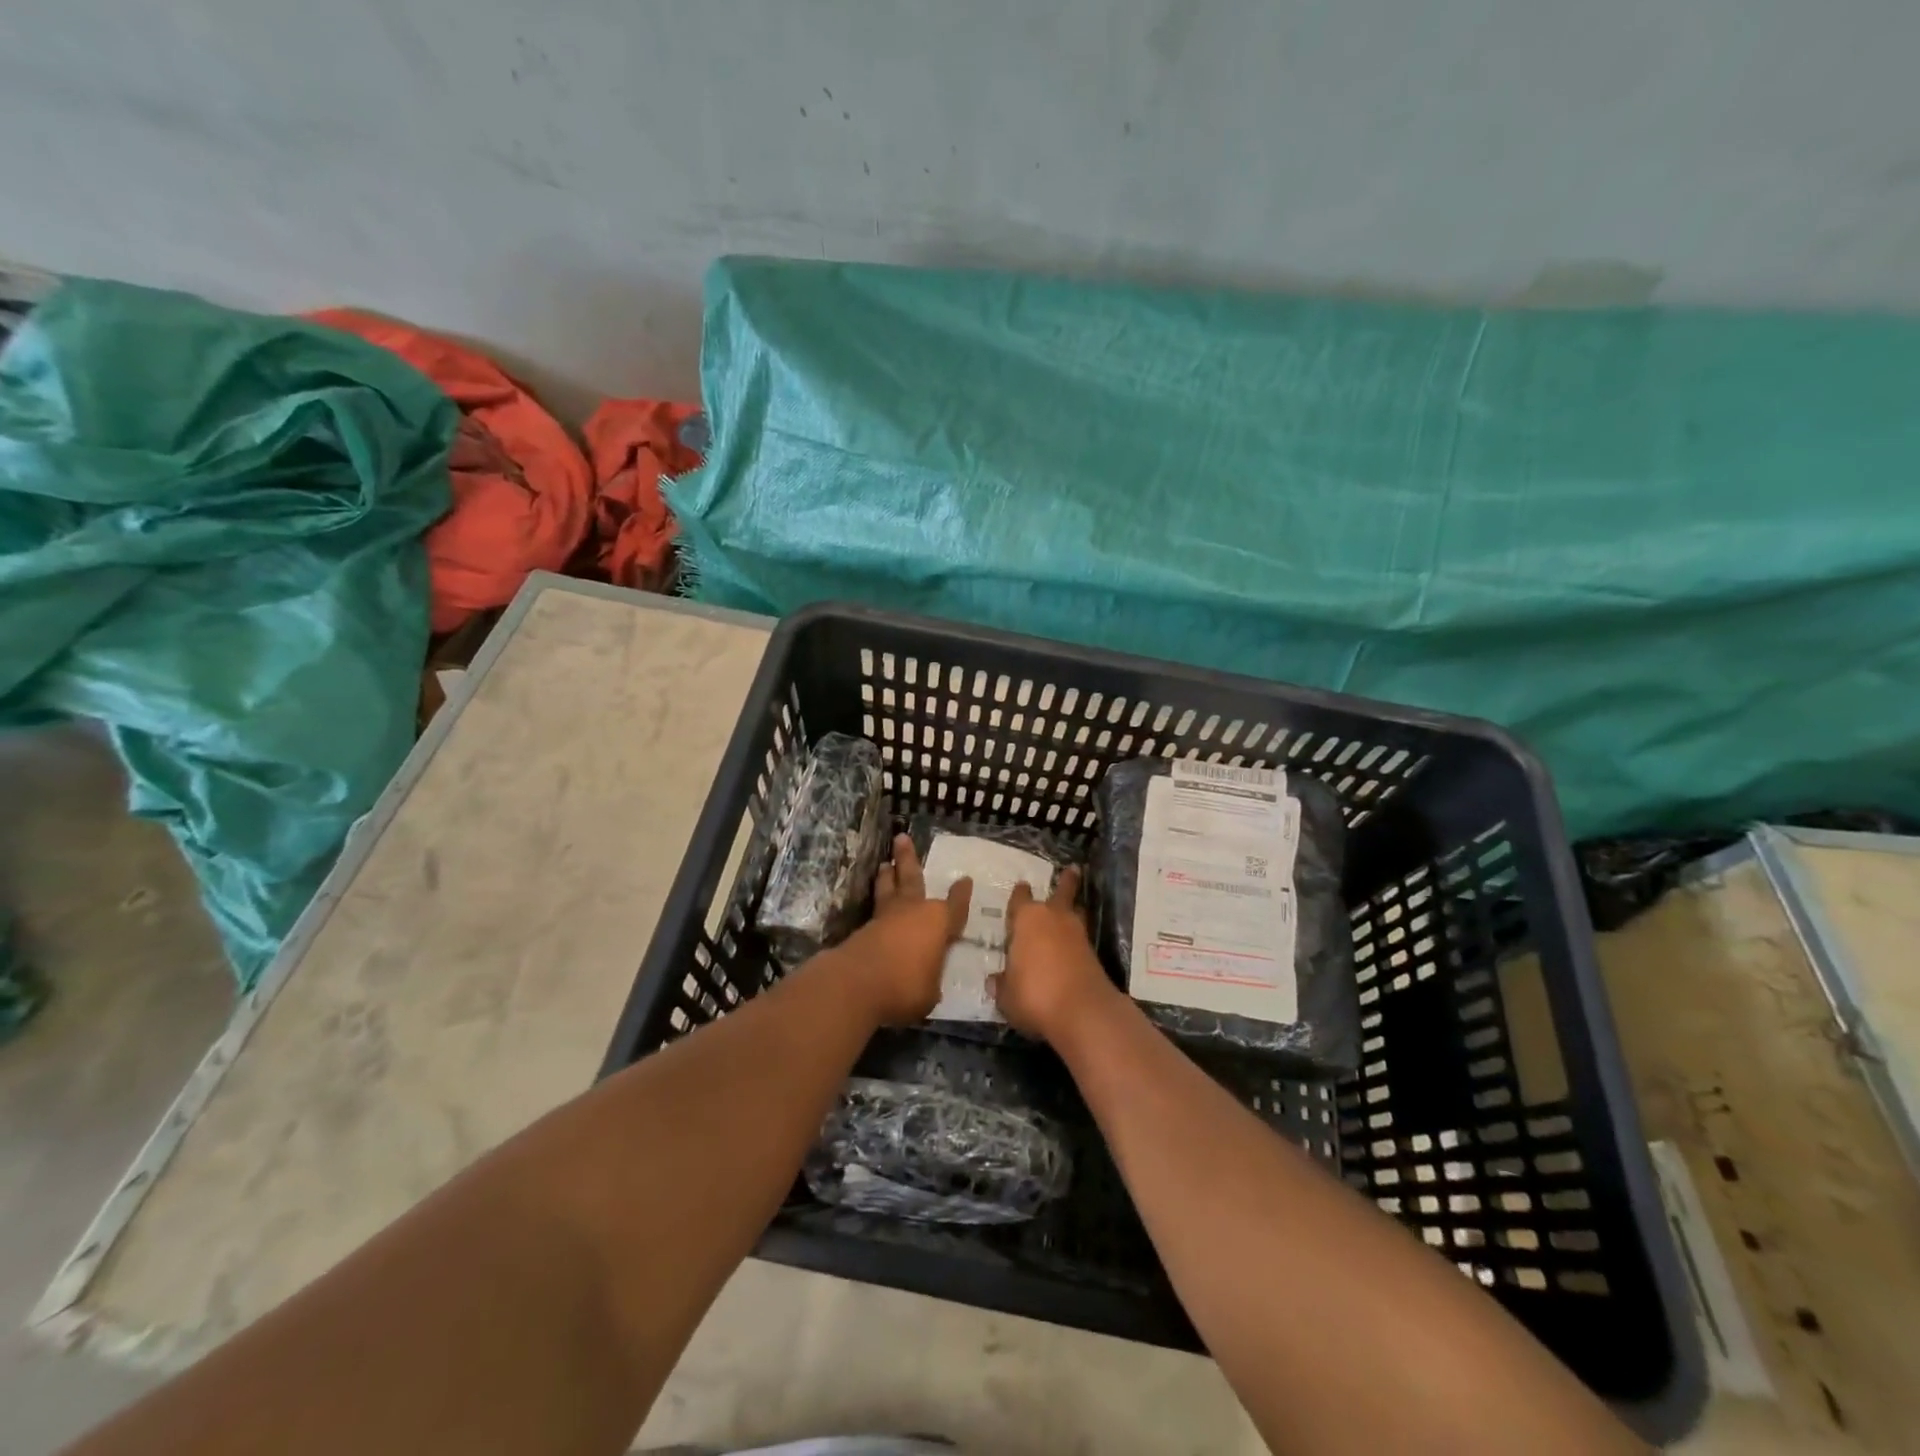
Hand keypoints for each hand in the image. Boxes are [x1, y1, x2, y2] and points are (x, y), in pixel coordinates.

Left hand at [830, 834, 970, 1025]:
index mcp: (938, 922)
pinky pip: (875, 910)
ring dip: (888, 876)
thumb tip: (926, 977)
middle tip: (902, 838)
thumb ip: (931, 979)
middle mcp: (913, 911)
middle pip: (913, 878)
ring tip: (886, 863)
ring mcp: (885, 918)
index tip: (964, 880)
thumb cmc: (905, 987)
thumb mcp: (931, 992)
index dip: (961, 895)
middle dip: (908, 858)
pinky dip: (877, 902)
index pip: (956, 906)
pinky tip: (877, 905)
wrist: (857, 984)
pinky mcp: (863, 929)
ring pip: (889, 889)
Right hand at [990, 867, 1118, 1042]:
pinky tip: (1073, 943)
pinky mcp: (1093, 953)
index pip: (1020, 898)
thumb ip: (1001, 984)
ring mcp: (1077, 933)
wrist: (1082, 1011)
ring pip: (1076, 911)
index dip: (1019, 894)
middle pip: (1061, 892)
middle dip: (1066, 881)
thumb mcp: (1006, 995)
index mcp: (1026, 919)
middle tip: (1072, 870)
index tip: (1021, 887)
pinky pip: (1082, 936)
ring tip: (1074, 905)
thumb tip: (995, 980)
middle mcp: (1053, 918)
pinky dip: (1077, 937)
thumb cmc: (1034, 995)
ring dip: (1075, 907)